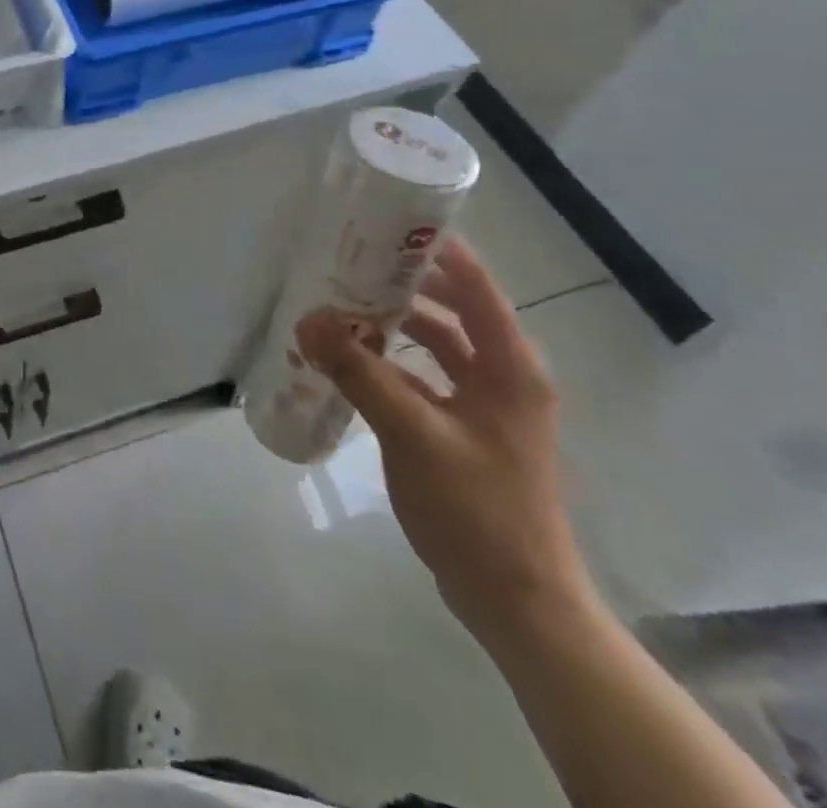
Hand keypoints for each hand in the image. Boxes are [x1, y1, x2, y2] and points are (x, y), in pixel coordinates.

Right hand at [303, 236, 597, 650]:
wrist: (517, 602)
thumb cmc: (477, 509)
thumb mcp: (412, 434)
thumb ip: (359, 373)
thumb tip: (309, 320)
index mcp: (510, 368)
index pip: (476, 287)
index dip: (438, 251)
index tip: (388, 224)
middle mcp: (503, 377)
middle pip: (453, 311)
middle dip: (403, 287)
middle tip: (349, 264)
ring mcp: (486, 408)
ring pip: (437, 347)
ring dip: (393, 328)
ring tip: (340, 310)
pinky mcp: (465, 434)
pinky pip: (425, 381)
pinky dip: (391, 367)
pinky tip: (349, 366)